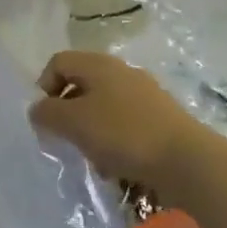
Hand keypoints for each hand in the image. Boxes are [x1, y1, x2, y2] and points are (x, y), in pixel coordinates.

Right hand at [29, 51, 226, 205]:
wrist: (188, 162)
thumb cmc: (123, 134)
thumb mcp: (73, 122)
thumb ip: (47, 113)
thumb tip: (38, 110)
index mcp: (99, 64)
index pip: (58, 62)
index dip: (43, 87)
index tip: (45, 118)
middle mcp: (122, 72)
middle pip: (81, 84)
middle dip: (67, 112)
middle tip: (64, 138)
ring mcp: (145, 95)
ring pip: (103, 107)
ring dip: (90, 130)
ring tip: (91, 156)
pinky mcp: (161, 119)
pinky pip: (125, 124)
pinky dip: (114, 141)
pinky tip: (116, 164)